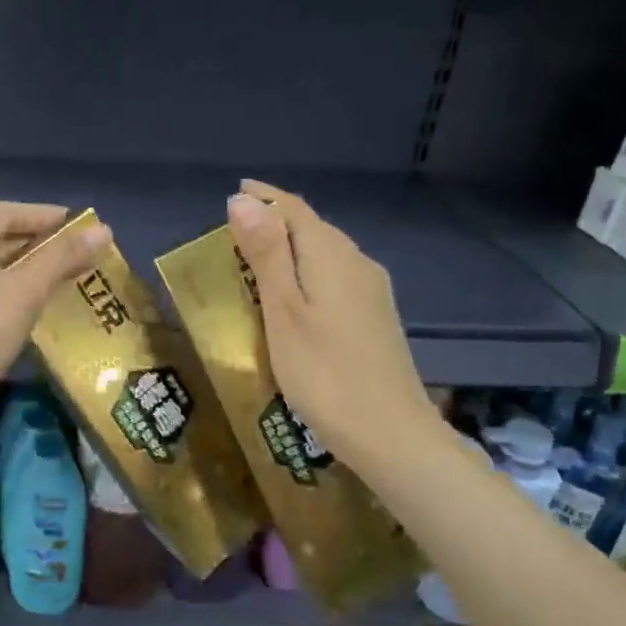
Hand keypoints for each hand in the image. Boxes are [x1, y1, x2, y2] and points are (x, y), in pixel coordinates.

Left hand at [0, 202, 110, 430]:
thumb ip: (63, 258)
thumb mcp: (25, 291)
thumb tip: (102, 230)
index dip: (45, 215)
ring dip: (31, 271)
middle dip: (42, 244)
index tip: (80, 227)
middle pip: (1, 238)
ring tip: (68, 281)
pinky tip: (37, 310)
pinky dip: (16, 294)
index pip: (8, 211)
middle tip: (80, 256)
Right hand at [227, 180, 439, 472]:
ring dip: (291, 248)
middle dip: (276, 221)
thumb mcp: (283, 311)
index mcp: (332, 255)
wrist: (389, 433)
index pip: (294, 209)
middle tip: (235, 230)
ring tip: (256, 260)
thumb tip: (244, 200)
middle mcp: (358, 263)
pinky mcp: (376, 318)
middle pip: (313, 228)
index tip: (235, 193)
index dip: (264, 198)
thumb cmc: (324, 373)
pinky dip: (308, 274)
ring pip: (326, 254)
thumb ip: (266, 254)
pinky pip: (336, 278)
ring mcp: (373, 292)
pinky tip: (295, 296)